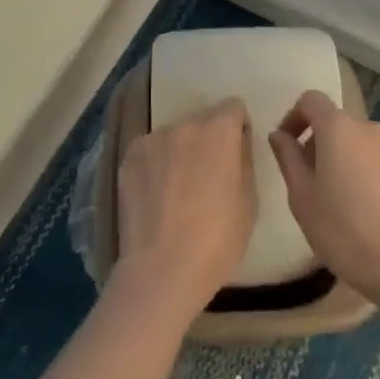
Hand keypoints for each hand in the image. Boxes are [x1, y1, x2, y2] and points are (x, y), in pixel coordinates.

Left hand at [113, 100, 256, 325]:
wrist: (161, 271)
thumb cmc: (216, 241)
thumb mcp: (249, 202)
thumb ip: (244, 160)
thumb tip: (238, 142)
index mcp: (219, 131)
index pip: (233, 107)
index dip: (237, 128)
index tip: (235, 153)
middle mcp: (185, 124)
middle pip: (203, 120)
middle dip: (208, 140)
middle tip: (207, 176)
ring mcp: (153, 139)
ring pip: (175, 136)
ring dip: (180, 151)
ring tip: (177, 190)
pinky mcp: (129, 156)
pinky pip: (151, 150)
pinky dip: (156, 164)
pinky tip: (155, 195)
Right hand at [268, 90, 379, 305]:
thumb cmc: (342, 229)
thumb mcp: (301, 196)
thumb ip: (288, 158)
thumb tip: (279, 135)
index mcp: (339, 128)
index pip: (311, 100)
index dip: (294, 116)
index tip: (286, 146)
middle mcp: (369, 129)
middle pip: (336, 122)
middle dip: (317, 142)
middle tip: (307, 180)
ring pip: (359, 143)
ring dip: (343, 158)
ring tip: (336, 197)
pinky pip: (378, 162)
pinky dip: (365, 173)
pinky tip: (364, 210)